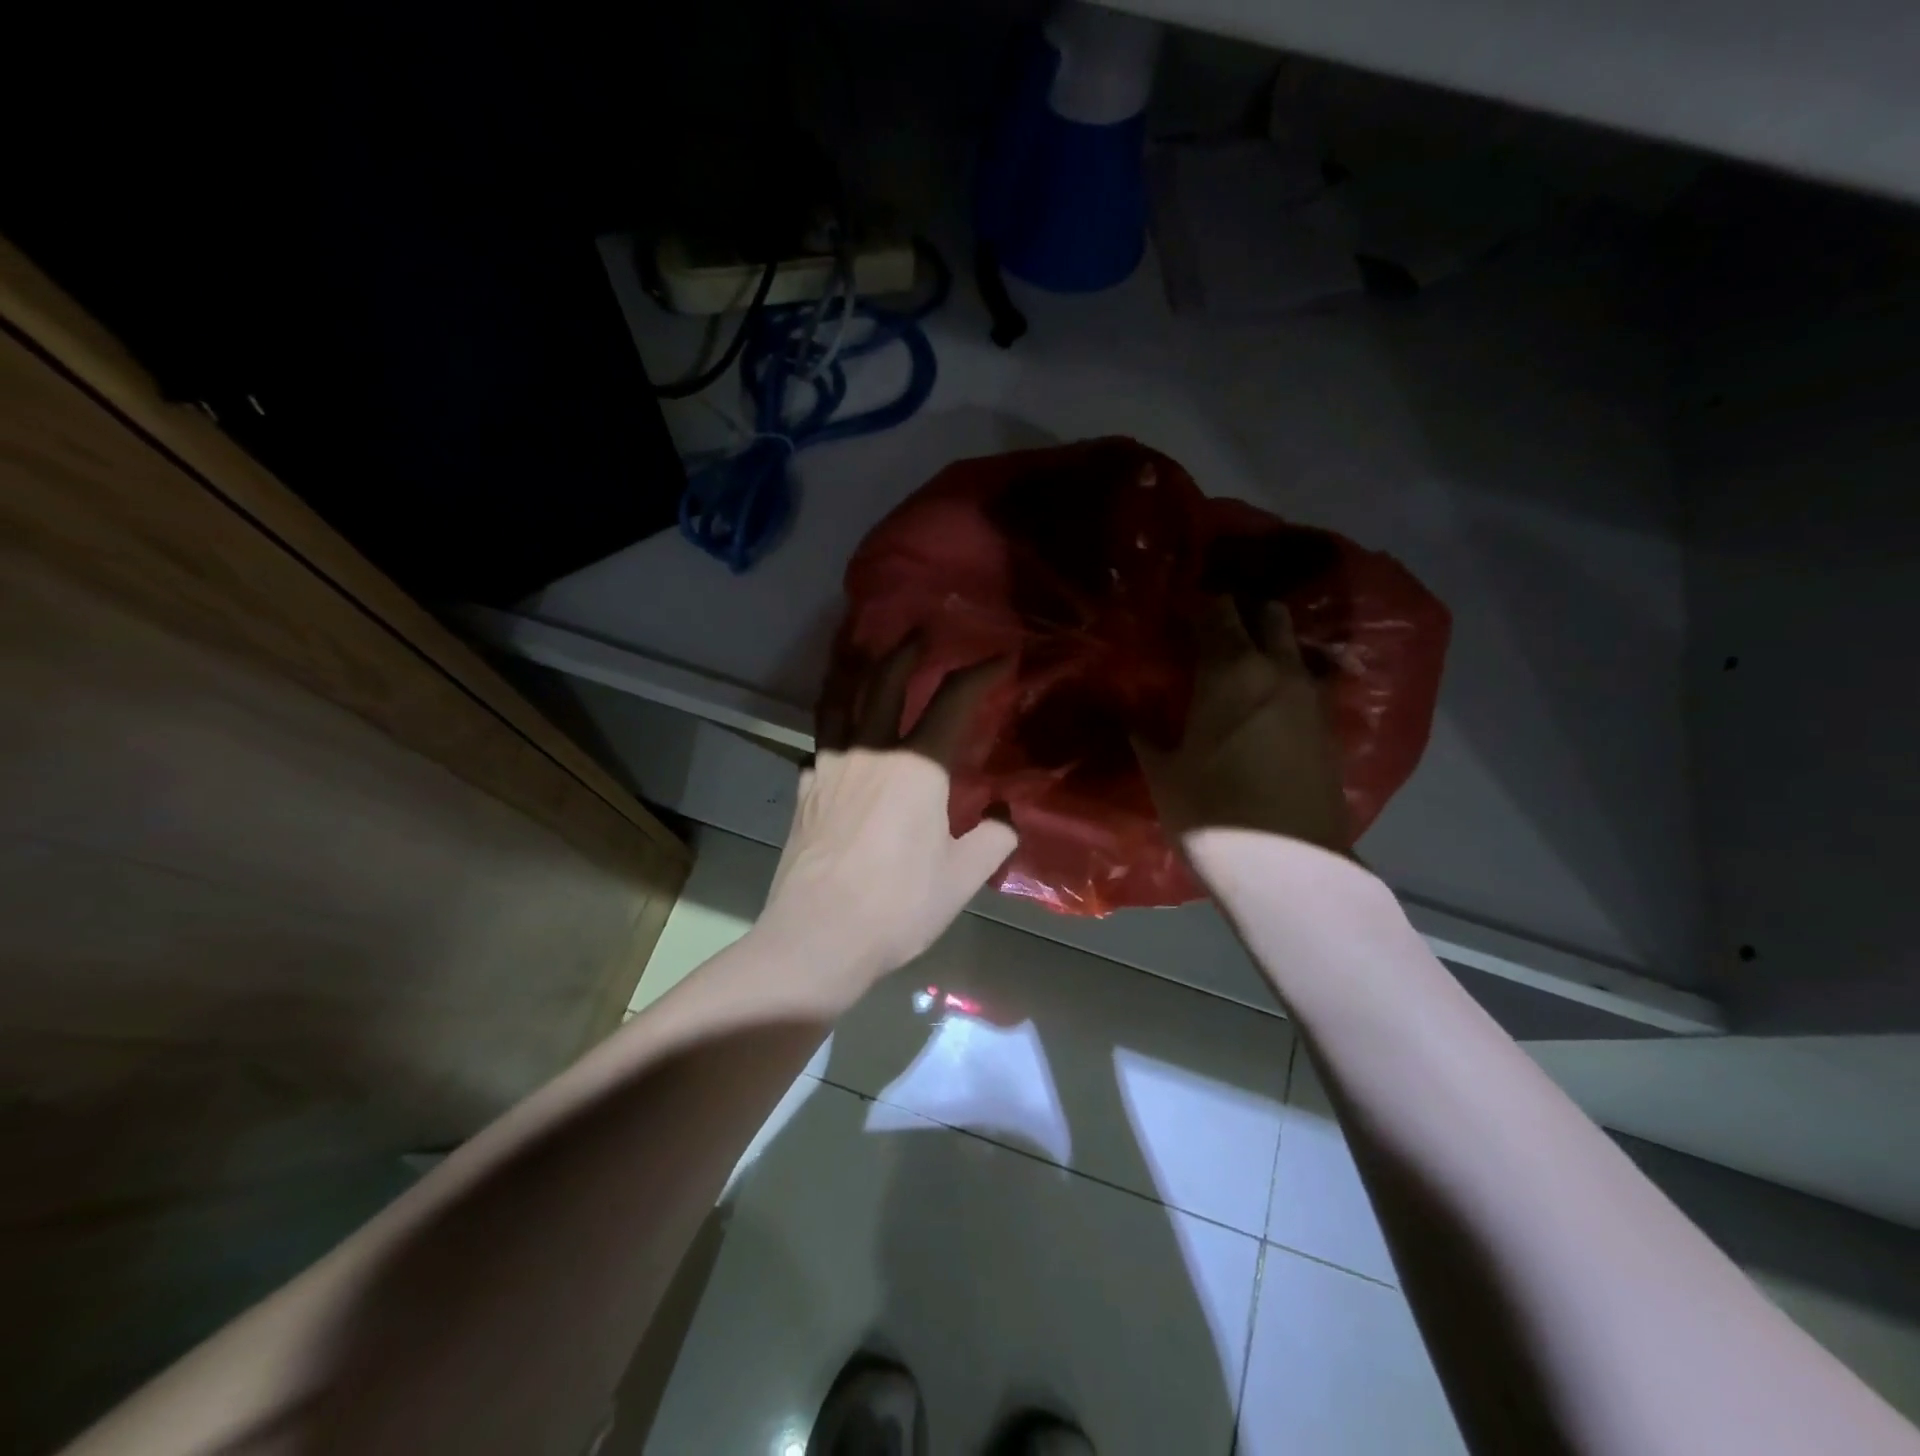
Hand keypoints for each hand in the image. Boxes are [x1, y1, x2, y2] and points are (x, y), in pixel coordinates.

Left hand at [757, 641, 1016, 997]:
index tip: (1000, 658)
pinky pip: (820, 739)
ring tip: (861, 646)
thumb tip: (1006, 815)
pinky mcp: (805, 789)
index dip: (980, 673)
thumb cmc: (898, 906)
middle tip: (922, 630)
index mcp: (916, 766)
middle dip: (908, 650)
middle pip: (886, 681)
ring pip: (839, 698)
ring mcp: (829, 766)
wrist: (818, 937)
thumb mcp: (963, 876)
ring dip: (855, 666)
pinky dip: (832, 721)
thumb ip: (994, 838)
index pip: (953, 701)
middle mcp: (870, 751)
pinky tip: (837, 732)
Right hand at [1135, 596, 1350, 852]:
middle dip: (1241, 614)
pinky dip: (1282, 681)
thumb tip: (1132, 713)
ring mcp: (1311, 698)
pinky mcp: (1328, 727)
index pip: (1217, 610)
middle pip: (1268, 615)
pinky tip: (1261, 706)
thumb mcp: (1163, 773)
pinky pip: (1303, 684)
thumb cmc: (1212, 812)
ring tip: (1236, 669)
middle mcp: (1278, 671)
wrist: (1287, 865)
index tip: (1177, 614)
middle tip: (1210, 634)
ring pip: (1291, 648)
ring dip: (1266, 646)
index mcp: (1231, 671)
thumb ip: (1145, 733)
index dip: (1197, 605)